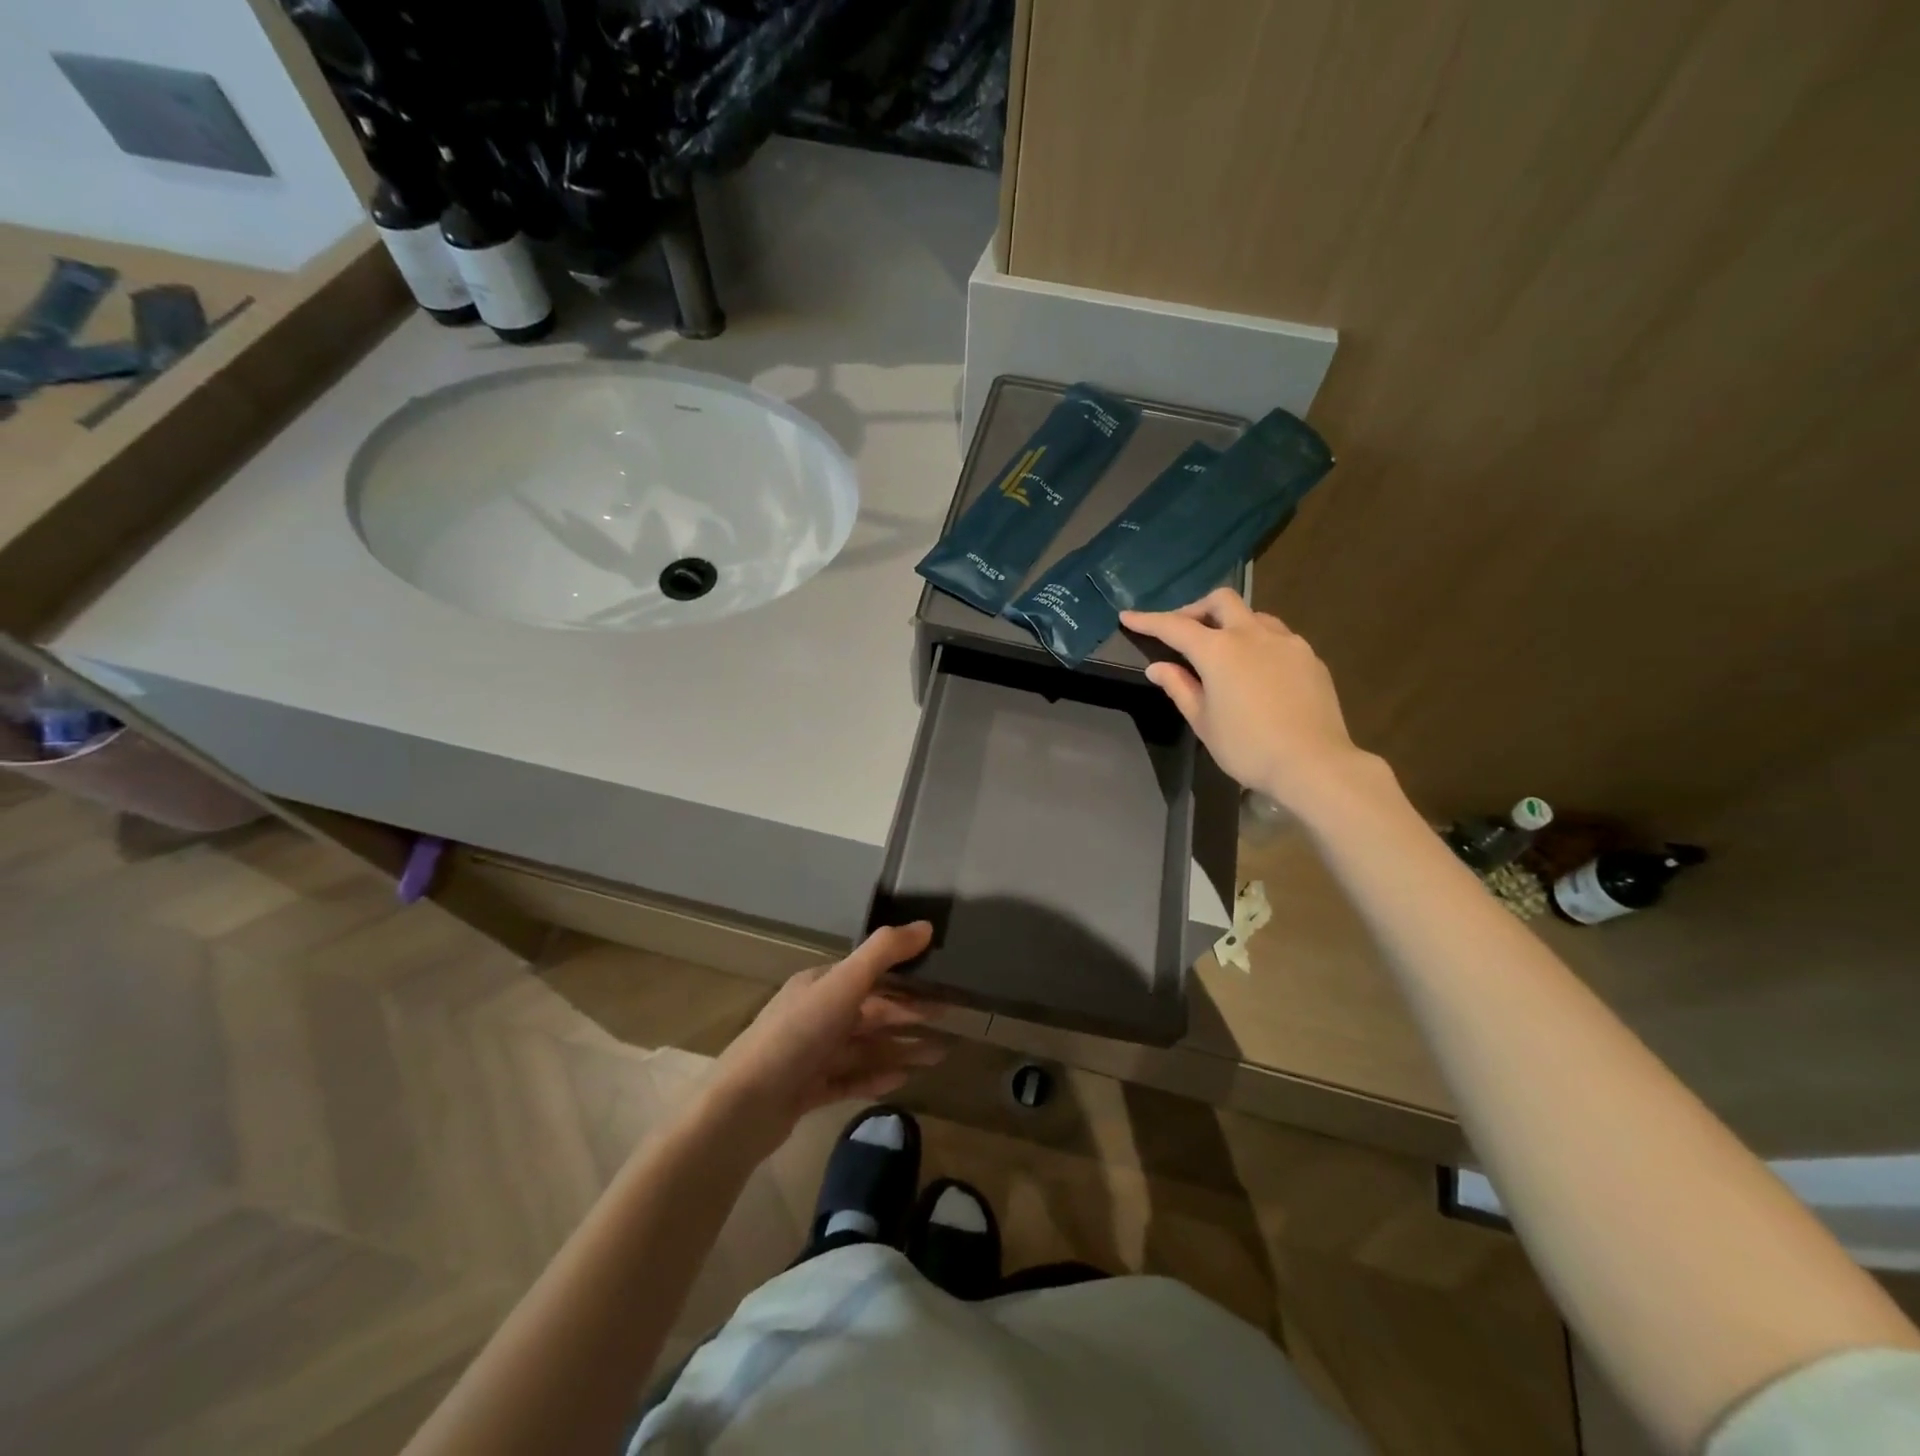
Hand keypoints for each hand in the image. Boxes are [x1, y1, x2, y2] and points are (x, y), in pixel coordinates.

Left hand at [706, 922, 943, 1157]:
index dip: (906, 980)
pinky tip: (904, 1080)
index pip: (870, 977)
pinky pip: (851, 1079)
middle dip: (910, 1016)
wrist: (745, 1107)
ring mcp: (811, 1055)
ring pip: (865, 1047)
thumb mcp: (843, 985)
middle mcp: (816, 1015)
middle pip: (871, 1012)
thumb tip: (926, 926)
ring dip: (901, 1048)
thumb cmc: (797, 1035)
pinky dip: (877, 1077)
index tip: (941, 986)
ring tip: (939, 1056)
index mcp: (820, 985)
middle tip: (950, 1020)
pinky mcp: (808, 1090)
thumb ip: (884, 953)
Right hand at [1122, 588, 1379, 808]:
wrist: (1313, 763)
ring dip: (1231, 623)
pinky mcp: (1309, 657)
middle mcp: (1252, 635)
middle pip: (1221, 601)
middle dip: (1196, 608)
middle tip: (1183, 631)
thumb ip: (1180, 687)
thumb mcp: (1203, 722)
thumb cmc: (1247, 747)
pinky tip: (1257, 670)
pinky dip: (1257, 642)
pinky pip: (1277, 637)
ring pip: (1253, 615)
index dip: (1148, 620)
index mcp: (1219, 651)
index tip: (1128, 617)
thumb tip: (1158, 667)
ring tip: (1223, 650)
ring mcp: (1286, 642)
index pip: (1175, 627)